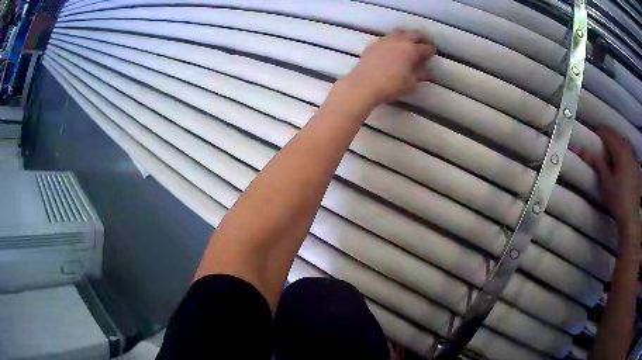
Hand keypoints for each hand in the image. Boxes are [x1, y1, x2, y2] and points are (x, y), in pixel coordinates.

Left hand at [341, 30, 436, 106]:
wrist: (363, 84)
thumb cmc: (391, 85)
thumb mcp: (410, 83)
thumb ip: (420, 75)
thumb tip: (427, 71)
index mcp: (411, 49)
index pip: (425, 47)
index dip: (431, 50)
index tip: (434, 51)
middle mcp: (398, 41)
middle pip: (413, 35)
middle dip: (421, 38)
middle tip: (424, 43)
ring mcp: (384, 41)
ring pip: (398, 33)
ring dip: (406, 36)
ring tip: (409, 42)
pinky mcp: (373, 45)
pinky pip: (386, 39)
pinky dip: (393, 40)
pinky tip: (392, 47)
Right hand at [579, 127, 639, 227]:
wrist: (631, 217)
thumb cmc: (618, 200)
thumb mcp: (606, 183)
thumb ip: (597, 163)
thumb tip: (582, 150)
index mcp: (620, 150)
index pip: (607, 133)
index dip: (599, 133)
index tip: (593, 139)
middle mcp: (628, 149)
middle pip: (616, 135)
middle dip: (609, 138)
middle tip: (602, 149)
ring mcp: (633, 157)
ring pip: (623, 141)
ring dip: (617, 144)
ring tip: (612, 155)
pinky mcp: (636, 165)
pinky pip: (629, 150)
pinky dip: (624, 151)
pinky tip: (622, 162)